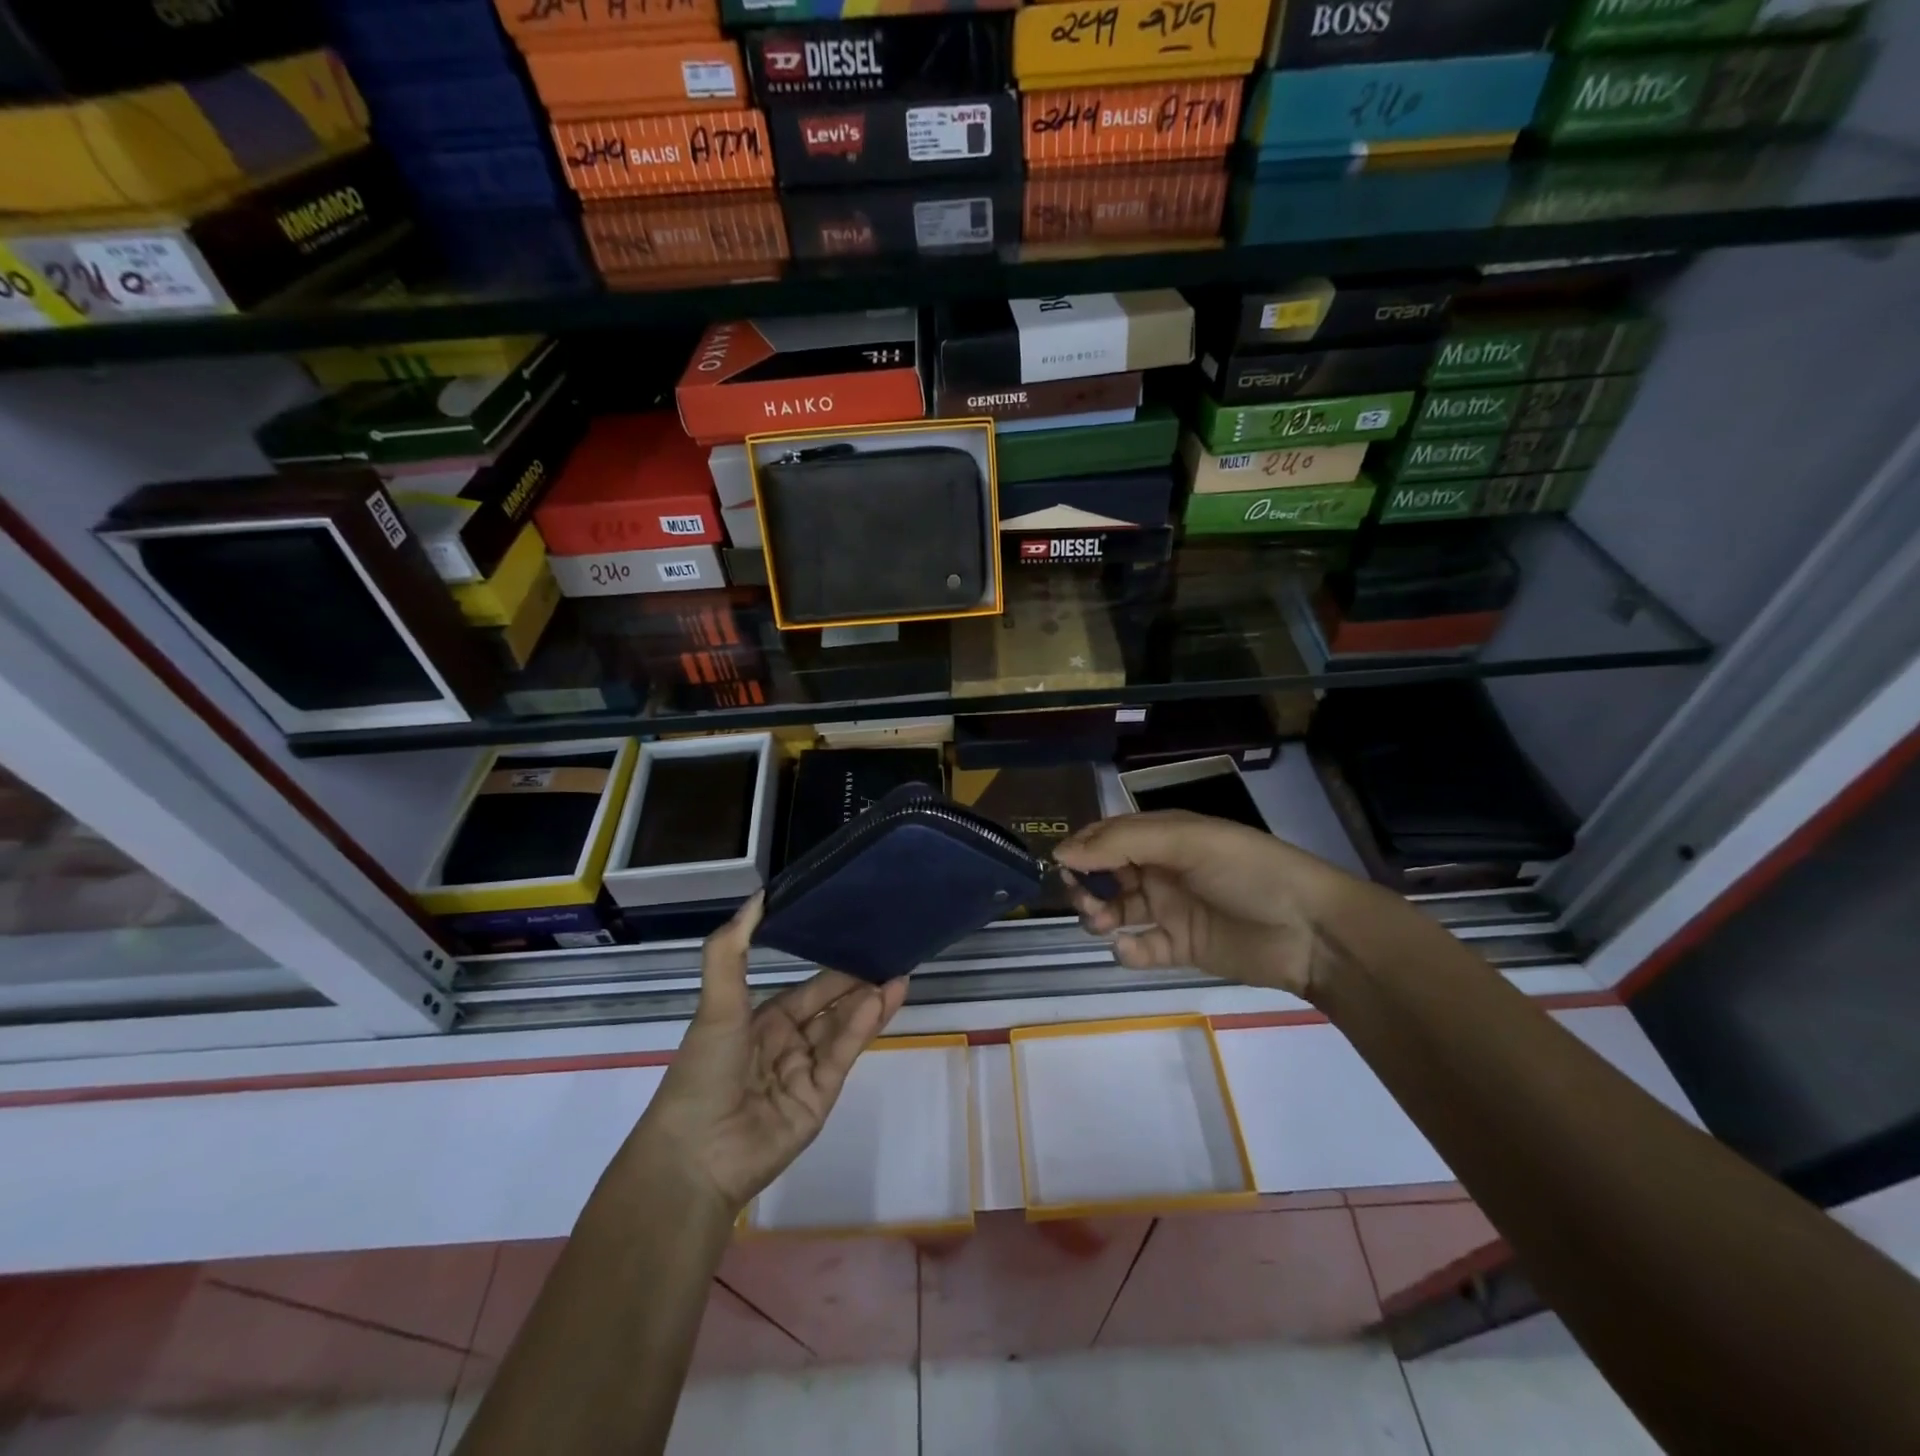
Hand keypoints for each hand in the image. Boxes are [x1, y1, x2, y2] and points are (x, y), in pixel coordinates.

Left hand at [627, 894, 907, 1213]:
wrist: (695, 1155)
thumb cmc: (704, 1070)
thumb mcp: (716, 1003)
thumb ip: (732, 949)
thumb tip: (757, 896)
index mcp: (760, 1021)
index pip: (808, 989)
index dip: (834, 967)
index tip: (863, 941)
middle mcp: (786, 1044)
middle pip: (832, 1007)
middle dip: (859, 983)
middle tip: (893, 954)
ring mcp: (805, 1073)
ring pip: (843, 1029)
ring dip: (869, 1003)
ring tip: (899, 973)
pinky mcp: (820, 1099)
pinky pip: (842, 1055)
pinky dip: (862, 1028)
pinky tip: (882, 999)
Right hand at [1056, 810, 1369, 1000]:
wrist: (1310, 932)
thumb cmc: (1247, 871)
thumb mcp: (1186, 841)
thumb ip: (1123, 843)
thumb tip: (1062, 852)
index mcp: (1166, 835)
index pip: (1110, 835)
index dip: (1084, 847)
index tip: (1060, 865)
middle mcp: (1164, 868)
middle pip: (1108, 873)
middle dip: (1088, 884)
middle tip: (1085, 899)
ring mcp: (1172, 909)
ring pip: (1119, 909)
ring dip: (1101, 914)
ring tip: (1103, 923)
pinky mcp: (1182, 947)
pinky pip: (1142, 946)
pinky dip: (1129, 949)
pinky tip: (1131, 948)